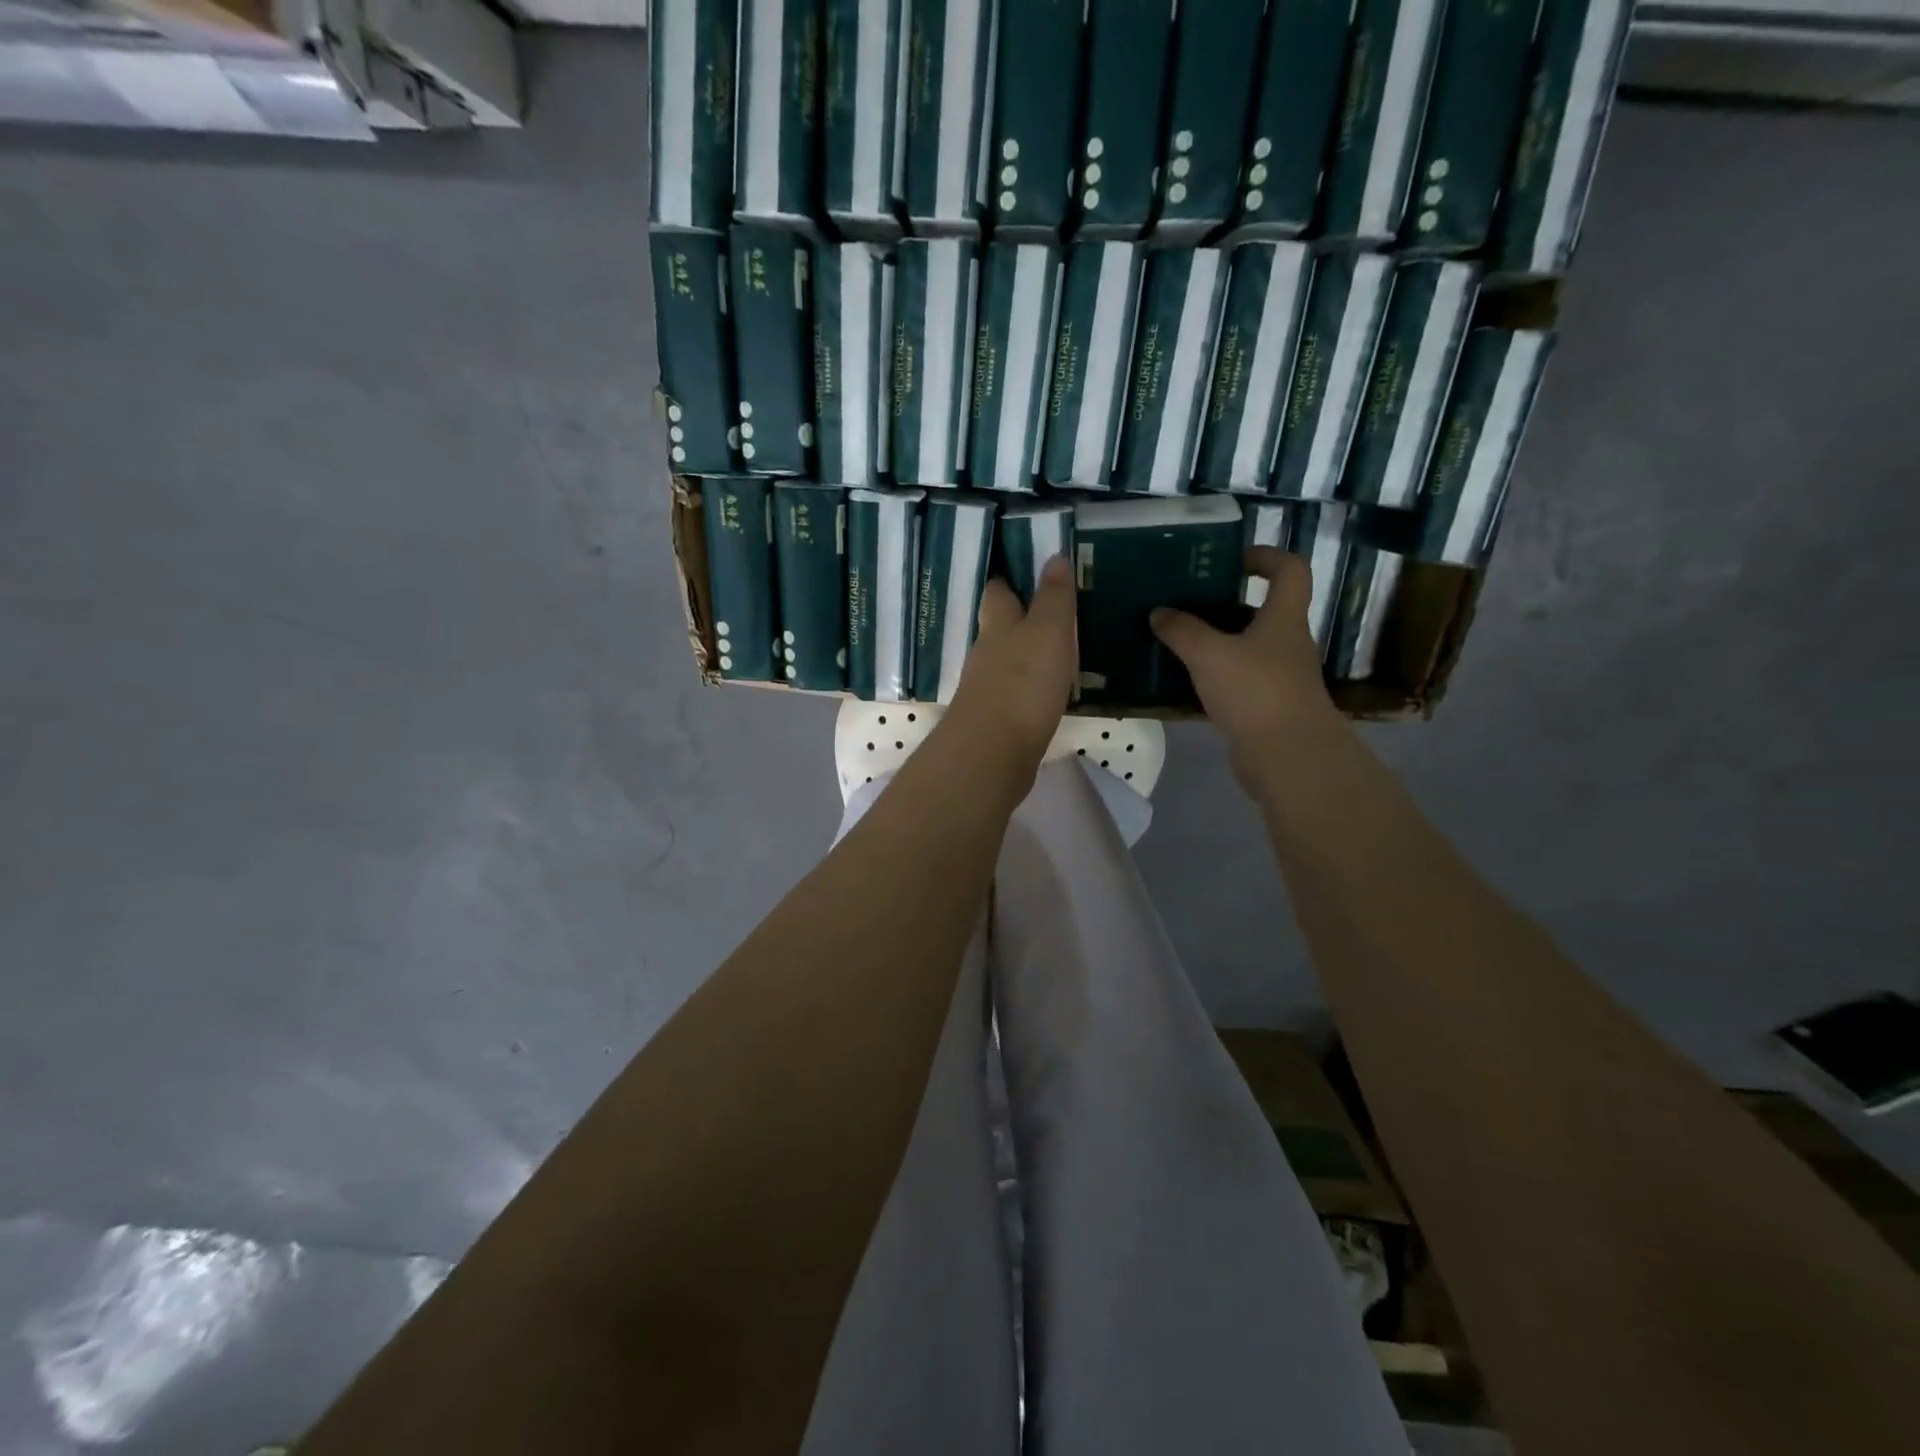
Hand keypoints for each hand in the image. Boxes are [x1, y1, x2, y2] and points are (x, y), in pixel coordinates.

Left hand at [945, 555, 1077, 770]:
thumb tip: (1054, 556)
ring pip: (1007, 661)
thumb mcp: (1048, 631)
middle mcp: (987, 652)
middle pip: (1000, 627)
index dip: (1011, 578)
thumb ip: (1053, 597)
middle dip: (1019, 617)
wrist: (993, 752)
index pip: (999, 591)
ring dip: (1027, 654)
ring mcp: (988, 688)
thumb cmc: (1022, 682)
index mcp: (998, 624)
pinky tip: (1049, 691)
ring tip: (1059, 649)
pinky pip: (1015, 693)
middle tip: (1052, 609)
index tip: (1030, 567)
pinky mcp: (996, 720)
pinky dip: (1030, 687)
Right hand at [1151, 546, 1339, 776]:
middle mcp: (1286, 643)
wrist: (1288, 757)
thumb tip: (1158, 612)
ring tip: (1173, 640)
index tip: (1229, 559)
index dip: (1265, 556)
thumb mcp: (1209, 654)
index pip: (1289, 570)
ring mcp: (1277, 677)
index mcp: (1283, 618)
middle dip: (1223, 604)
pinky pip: (1235, 680)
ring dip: (1213, 642)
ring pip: (1244, 648)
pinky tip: (1182, 681)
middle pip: (1260, 611)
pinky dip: (1211, 676)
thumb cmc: (1255, 691)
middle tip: (1184, 602)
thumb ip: (1182, 630)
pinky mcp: (1264, 708)